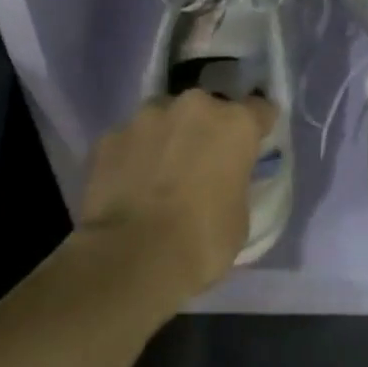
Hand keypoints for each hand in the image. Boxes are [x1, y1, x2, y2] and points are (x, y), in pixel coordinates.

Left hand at [77, 90, 276, 304]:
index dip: (256, 128)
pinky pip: (128, 141)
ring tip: (158, 176)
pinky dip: (132, 157)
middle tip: (200, 166)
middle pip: (206, 110)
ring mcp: (145, 118)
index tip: (250, 147)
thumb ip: (233, 183)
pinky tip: (128, 187)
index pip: (259, 109)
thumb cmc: (202, 241)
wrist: (132, 258)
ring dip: (166, 138)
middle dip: (205, 131)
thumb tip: (220, 183)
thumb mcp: (239, 216)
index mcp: (234, 125)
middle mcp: (192, 107)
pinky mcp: (108, 137)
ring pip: (163, 119)